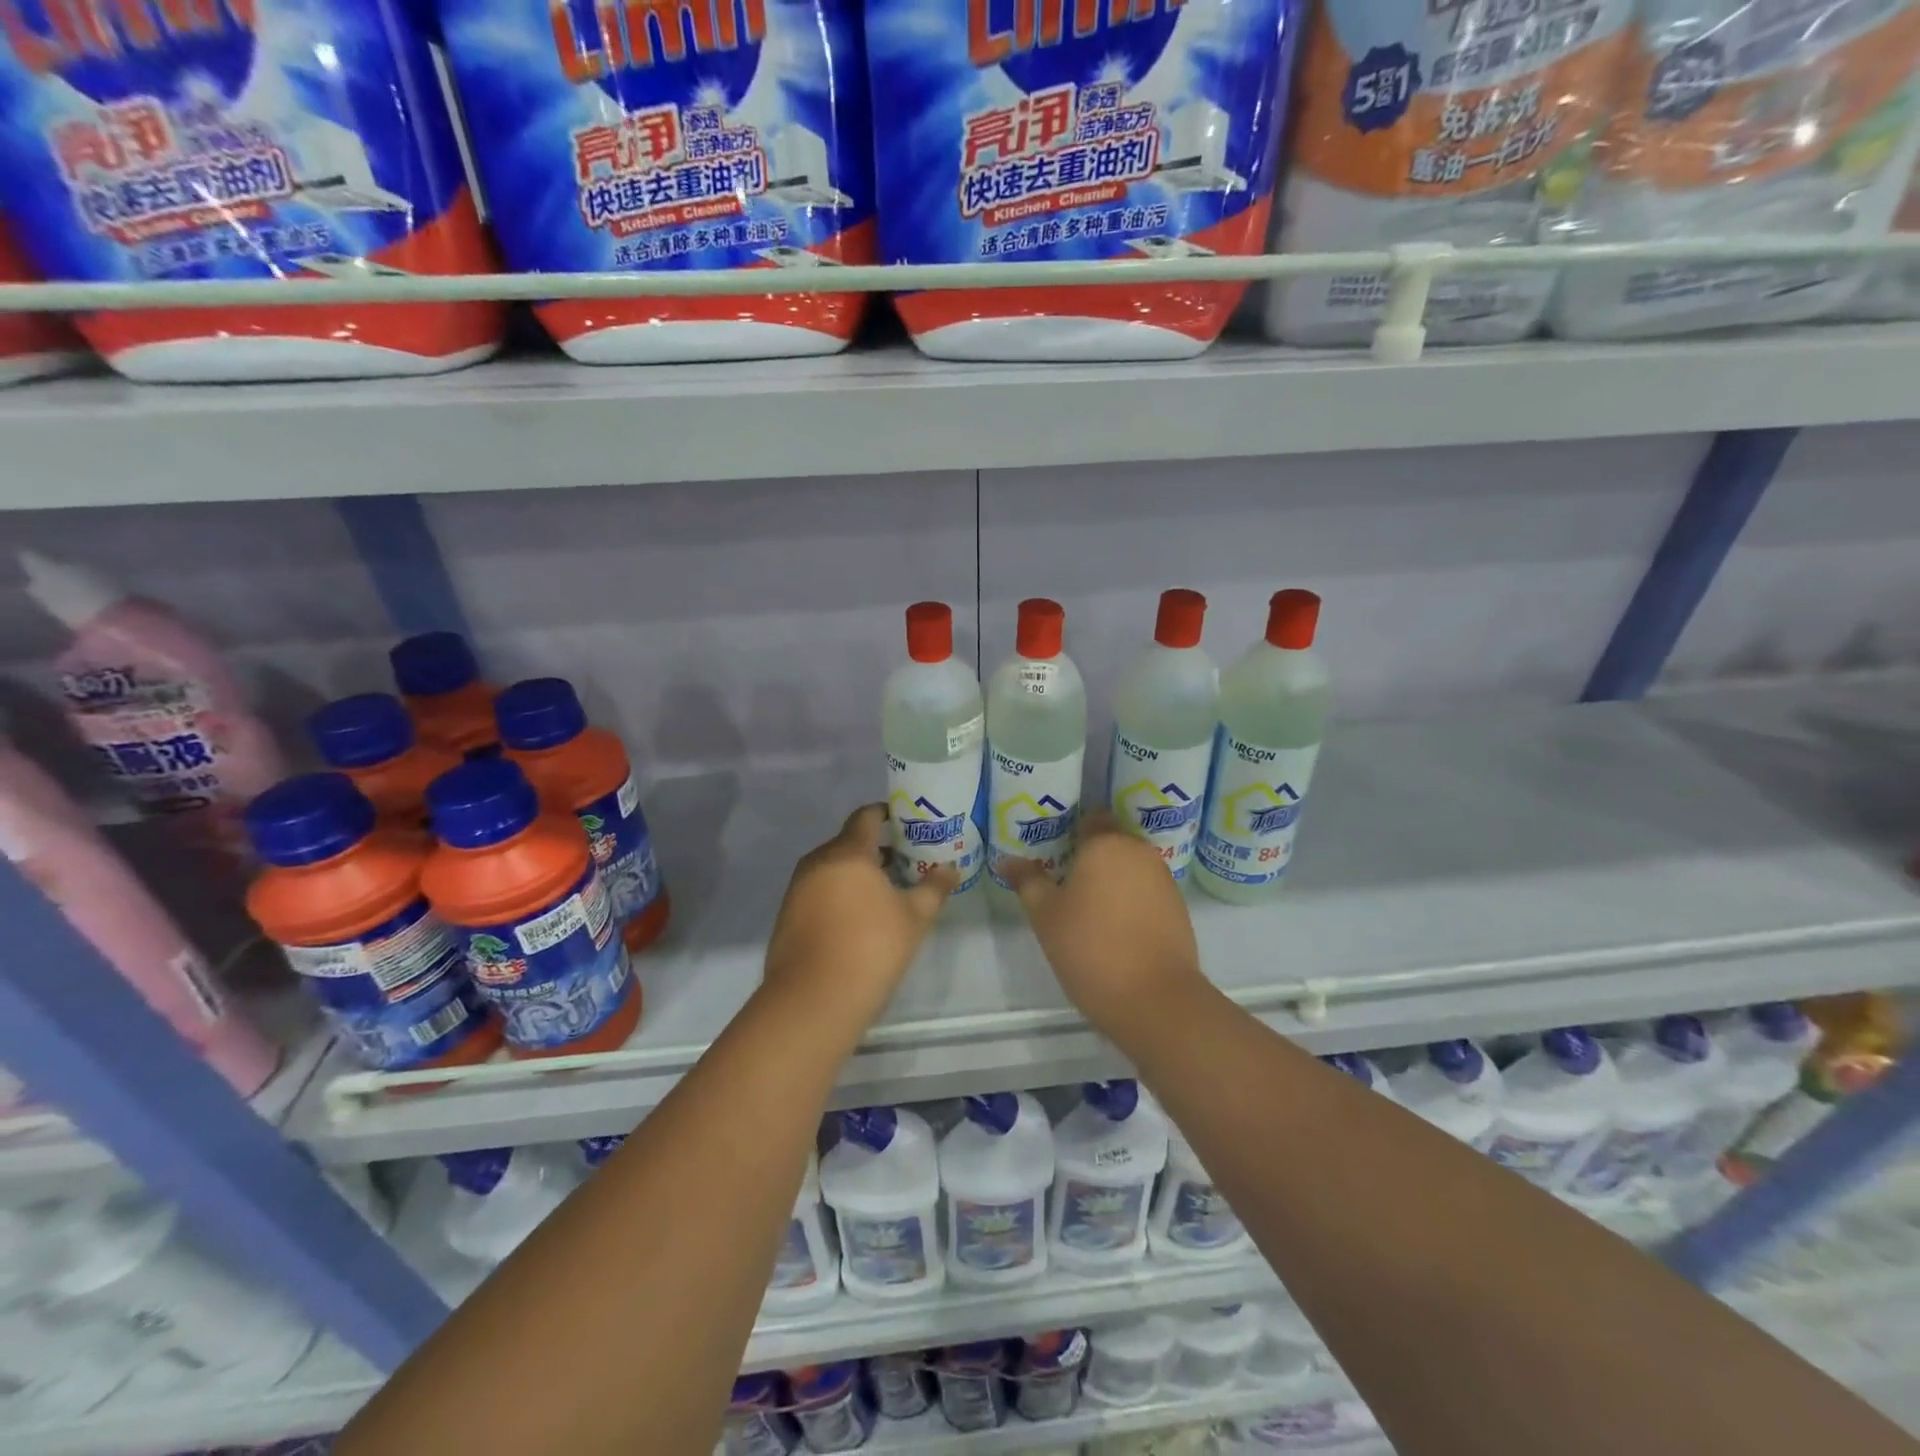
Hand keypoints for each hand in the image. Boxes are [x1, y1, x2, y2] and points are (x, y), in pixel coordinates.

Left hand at [763, 804, 956, 1024]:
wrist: (813, 1000)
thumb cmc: (871, 948)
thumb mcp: (914, 918)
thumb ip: (933, 888)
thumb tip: (951, 869)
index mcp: (848, 852)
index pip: (866, 817)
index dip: (887, 815)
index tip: (908, 824)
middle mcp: (818, 862)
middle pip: (849, 843)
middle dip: (876, 850)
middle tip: (905, 864)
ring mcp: (797, 890)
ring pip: (832, 869)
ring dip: (856, 875)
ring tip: (885, 895)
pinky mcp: (787, 916)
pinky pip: (818, 892)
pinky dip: (838, 895)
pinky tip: (857, 920)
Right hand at [1002, 810, 1204, 1038]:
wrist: (1155, 999)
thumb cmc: (1090, 947)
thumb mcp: (1045, 915)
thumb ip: (1028, 882)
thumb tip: (1008, 860)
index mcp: (1106, 843)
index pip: (1089, 819)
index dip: (1071, 831)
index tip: (1053, 851)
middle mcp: (1139, 851)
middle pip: (1111, 842)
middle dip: (1089, 857)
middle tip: (1063, 883)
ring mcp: (1164, 879)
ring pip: (1130, 868)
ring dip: (1111, 880)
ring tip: (1087, 908)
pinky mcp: (1178, 908)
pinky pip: (1147, 892)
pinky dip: (1131, 901)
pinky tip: (1115, 928)